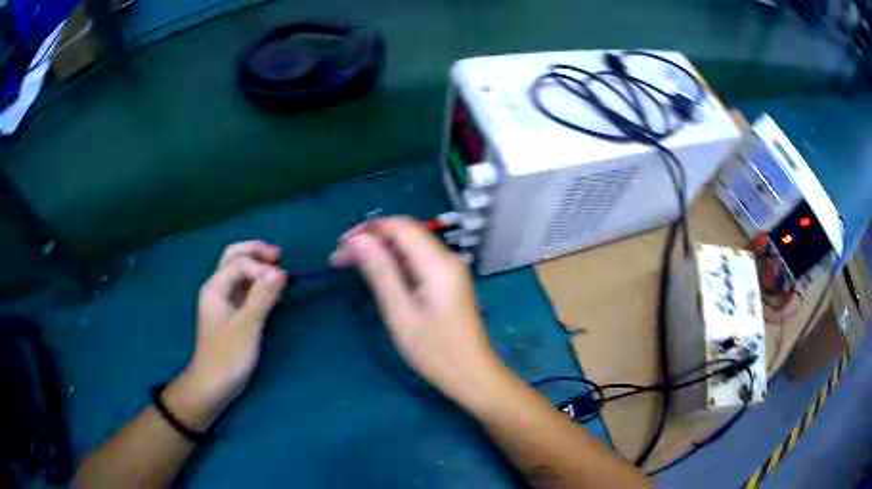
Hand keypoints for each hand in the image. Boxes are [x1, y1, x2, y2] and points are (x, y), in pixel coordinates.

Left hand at [168, 241, 286, 427]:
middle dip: (255, 252)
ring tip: (277, 269)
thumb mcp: (247, 327)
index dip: (261, 266)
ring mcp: (223, 301)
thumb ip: (262, 297)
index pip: (239, 263)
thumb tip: (280, 271)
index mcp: (215, 288)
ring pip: (238, 272)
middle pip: (233, 257)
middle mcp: (217, 288)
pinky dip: (257, 282)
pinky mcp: (231, 313)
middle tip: (278, 255)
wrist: (213, 385)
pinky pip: (244, 288)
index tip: (282, 281)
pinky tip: (270, 289)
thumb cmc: (227, 357)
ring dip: (256, 265)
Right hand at [331, 217, 507, 409]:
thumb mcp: (401, 313)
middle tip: (339, 258)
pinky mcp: (447, 283)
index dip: (368, 229)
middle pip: (404, 234)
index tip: (340, 245)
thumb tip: (358, 238)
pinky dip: (393, 264)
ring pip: (409, 248)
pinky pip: (417, 262)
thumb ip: (380, 272)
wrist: (472, 376)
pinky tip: (375, 275)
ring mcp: (449, 271)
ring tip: (348, 264)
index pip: (400, 226)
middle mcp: (447, 259)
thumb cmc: (435, 351)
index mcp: (438, 263)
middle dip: (370, 240)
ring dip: (379, 251)